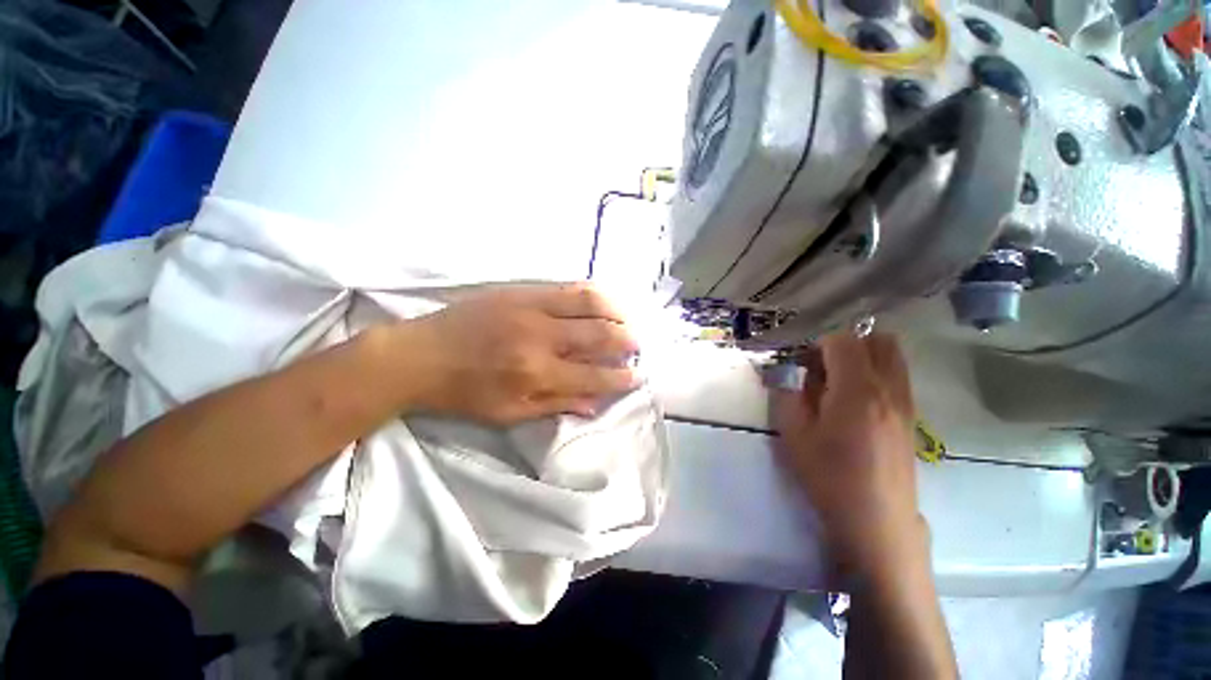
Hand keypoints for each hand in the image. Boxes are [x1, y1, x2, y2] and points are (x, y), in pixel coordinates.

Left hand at [385, 283, 641, 425]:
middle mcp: (540, 337)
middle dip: (626, 341)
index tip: (637, 376)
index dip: (620, 378)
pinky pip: (568, 287)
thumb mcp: (509, 413)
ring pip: (589, 301)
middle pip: (599, 334)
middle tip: (636, 346)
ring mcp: (531, 307)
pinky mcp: (521, 290)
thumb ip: (557, 405)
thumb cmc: (464, 393)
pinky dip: (593, 294)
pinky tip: (602, 302)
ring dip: (616, 311)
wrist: (419, 355)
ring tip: (626, 321)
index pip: (593, 376)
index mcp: (536, 373)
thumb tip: (595, 404)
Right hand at [772, 332, 925, 580]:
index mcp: (857, 390)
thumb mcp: (794, 433)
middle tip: (823, 367)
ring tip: (838, 383)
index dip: (818, 345)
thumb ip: (789, 394)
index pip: (844, 341)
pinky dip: (876, 374)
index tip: (803, 365)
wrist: (876, 520)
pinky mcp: (912, 418)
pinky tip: (855, 403)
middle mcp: (889, 389)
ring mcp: (906, 403)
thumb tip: (790, 373)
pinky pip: (897, 377)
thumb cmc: (829, 476)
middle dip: (847, 344)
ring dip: (864, 357)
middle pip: (878, 340)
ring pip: (893, 357)